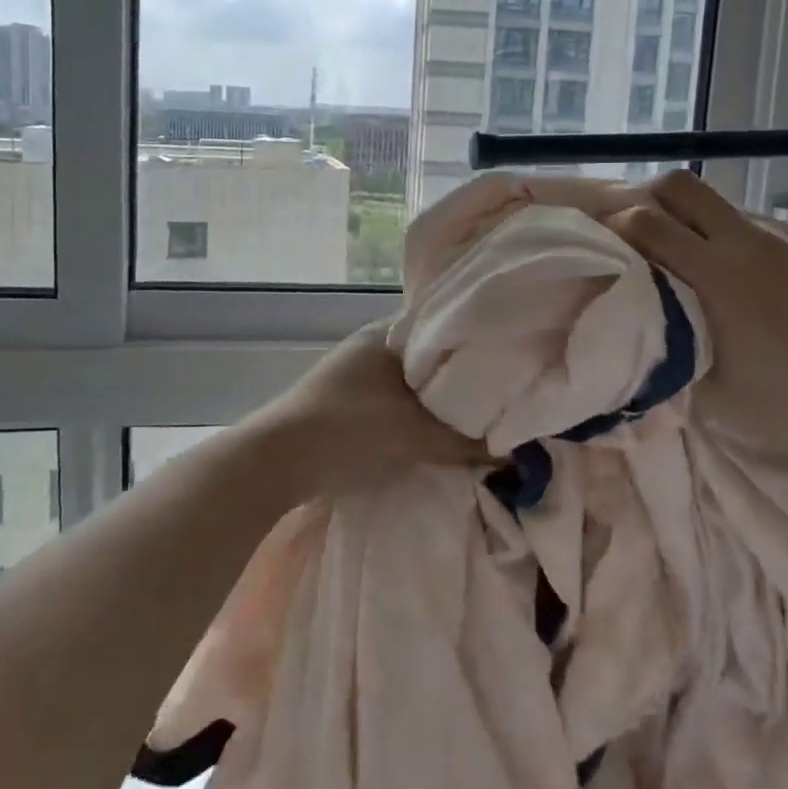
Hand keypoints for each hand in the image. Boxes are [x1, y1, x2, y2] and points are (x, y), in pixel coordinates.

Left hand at [243, 322, 486, 497]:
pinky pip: (391, 400)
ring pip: (408, 382)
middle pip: (427, 358)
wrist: (277, 461)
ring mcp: (352, 373)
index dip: (475, 345)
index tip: (505, 363)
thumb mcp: (415, 435)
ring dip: (433, 400)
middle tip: (496, 396)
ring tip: (471, 417)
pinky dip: (412, 414)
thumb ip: (465, 440)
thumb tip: (510, 450)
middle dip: (457, 379)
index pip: (442, 327)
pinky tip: (431, 432)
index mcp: (385, 334)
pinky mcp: (342, 402)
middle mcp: (369, 345)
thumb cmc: (350, 430)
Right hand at [609, 171, 787, 466]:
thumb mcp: (699, 383)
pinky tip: (733, 275)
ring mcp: (784, 236)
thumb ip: (658, 334)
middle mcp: (750, 241)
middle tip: (637, 236)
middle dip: (646, 201)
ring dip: (687, 220)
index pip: (646, 221)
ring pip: (714, 201)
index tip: (602, 245)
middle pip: (678, 185)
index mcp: (719, 277)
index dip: (613, 226)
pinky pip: (748, 221)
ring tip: (686, 260)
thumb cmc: (777, 408)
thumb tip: (623, 308)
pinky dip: (725, 236)